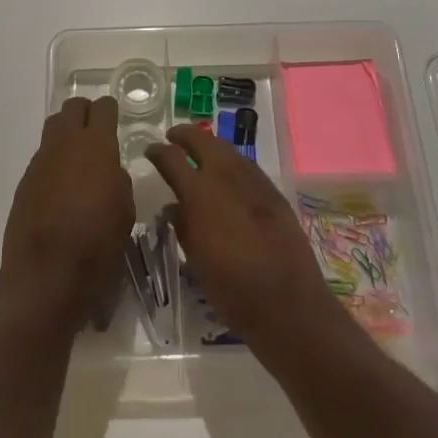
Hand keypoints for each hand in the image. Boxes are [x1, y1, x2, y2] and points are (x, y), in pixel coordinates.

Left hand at [0, 96, 134, 330]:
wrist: (47, 277)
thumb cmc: (98, 245)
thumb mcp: (125, 211)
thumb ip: (118, 180)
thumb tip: (108, 172)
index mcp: (96, 147)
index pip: (103, 108)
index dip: (110, 110)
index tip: (116, 119)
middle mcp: (65, 145)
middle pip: (72, 108)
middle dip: (85, 114)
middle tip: (97, 133)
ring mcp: (40, 162)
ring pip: (53, 130)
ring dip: (67, 136)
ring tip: (79, 161)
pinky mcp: (24, 183)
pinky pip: (42, 159)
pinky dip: (54, 163)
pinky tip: (62, 190)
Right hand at [146, 124, 352, 360]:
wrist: (287, 302)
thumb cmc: (231, 288)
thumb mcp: (195, 258)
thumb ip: (182, 225)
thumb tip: (173, 207)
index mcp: (199, 193)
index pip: (171, 158)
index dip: (157, 151)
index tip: (150, 150)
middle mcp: (225, 176)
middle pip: (202, 140)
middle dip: (184, 135)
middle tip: (173, 138)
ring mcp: (253, 180)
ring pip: (227, 149)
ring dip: (209, 146)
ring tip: (199, 152)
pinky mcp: (273, 191)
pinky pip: (246, 165)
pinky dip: (231, 162)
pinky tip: (228, 174)